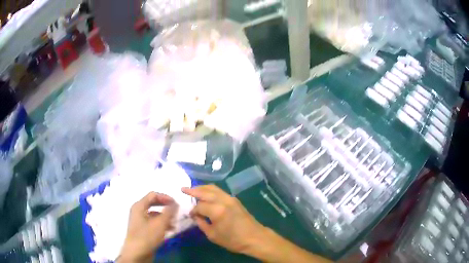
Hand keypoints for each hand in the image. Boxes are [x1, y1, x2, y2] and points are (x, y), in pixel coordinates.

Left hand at [118, 192, 177, 262]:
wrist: (136, 253)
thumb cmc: (147, 236)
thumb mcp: (160, 224)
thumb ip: (168, 212)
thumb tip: (175, 203)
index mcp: (139, 206)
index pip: (153, 195)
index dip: (165, 197)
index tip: (176, 204)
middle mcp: (138, 211)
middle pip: (153, 203)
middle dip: (165, 206)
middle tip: (176, 211)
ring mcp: (140, 220)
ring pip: (154, 213)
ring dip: (165, 216)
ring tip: (175, 222)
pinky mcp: (142, 229)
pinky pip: (153, 222)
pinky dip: (161, 223)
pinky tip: (170, 229)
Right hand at [182, 185, 266, 254]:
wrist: (254, 237)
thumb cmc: (233, 240)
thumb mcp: (213, 235)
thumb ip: (201, 223)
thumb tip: (195, 215)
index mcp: (217, 210)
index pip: (199, 206)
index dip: (193, 211)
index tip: (191, 215)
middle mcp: (223, 200)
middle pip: (205, 191)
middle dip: (193, 190)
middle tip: (183, 189)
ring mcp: (230, 198)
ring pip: (213, 188)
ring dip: (201, 188)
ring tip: (192, 189)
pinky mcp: (234, 199)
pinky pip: (219, 191)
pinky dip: (210, 190)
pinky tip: (206, 194)